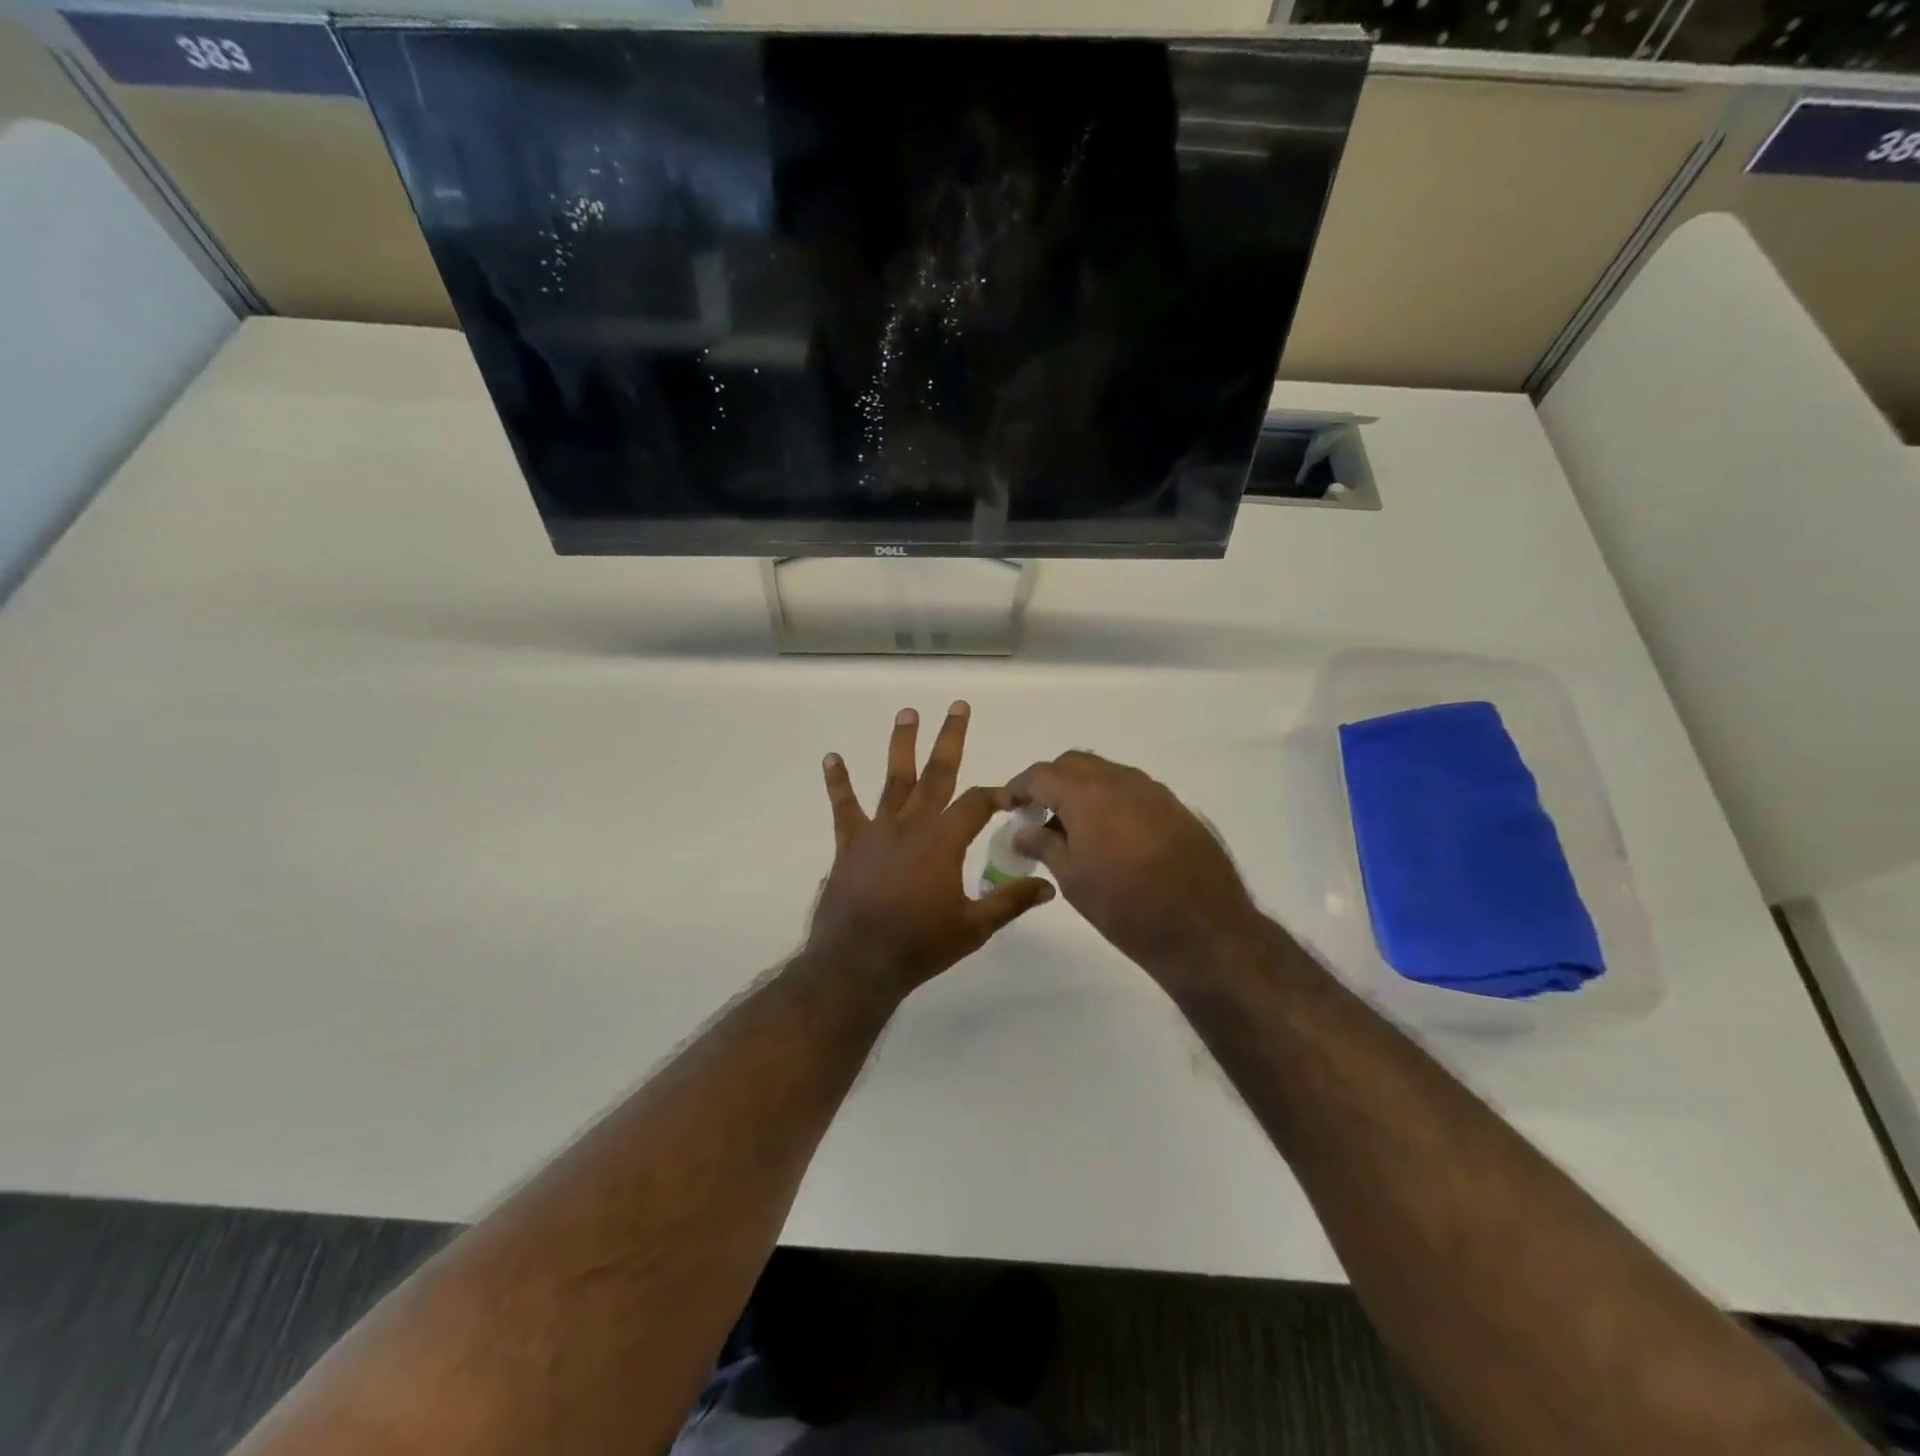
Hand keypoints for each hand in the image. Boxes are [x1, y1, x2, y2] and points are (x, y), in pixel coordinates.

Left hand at [807, 703, 1055, 996]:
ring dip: (901, 744)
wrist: (859, 963)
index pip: (977, 803)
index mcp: (945, 841)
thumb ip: (1011, 901)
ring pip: (894, 779)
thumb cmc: (920, 945)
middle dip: (950, 739)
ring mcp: (878, 831)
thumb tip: (1049, 886)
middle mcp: (913, 825)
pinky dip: (838, 783)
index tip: (1010, 794)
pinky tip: (832, 758)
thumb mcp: (974, 927)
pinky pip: (844, 808)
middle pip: (938, 773)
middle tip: (958, 706)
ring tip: (907, 713)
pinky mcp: (850, 844)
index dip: (997, 793)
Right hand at [1005, 751, 1265, 983]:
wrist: (1204, 928)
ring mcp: (1152, 791)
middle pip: (1074, 764)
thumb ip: (1044, 845)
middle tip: (1037, 813)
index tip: (1006, 805)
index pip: (1041, 774)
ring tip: (1071, 826)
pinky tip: (1109, 835)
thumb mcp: (1073, 878)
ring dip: (1082, 789)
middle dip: (1050, 782)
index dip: (1018, 787)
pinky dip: (1110, 800)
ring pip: (1105, 773)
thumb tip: (1024, 831)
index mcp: (1087, 793)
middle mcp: (1120, 780)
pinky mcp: (1174, 807)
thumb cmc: (1125, 906)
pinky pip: (1131, 790)